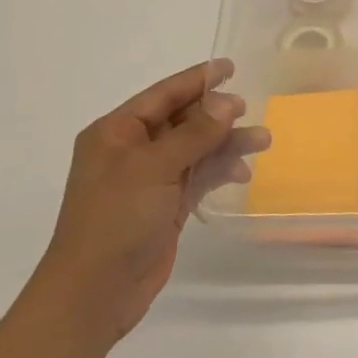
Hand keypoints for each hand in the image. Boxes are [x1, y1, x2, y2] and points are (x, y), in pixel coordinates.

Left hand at [27, 59, 269, 350]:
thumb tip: (226, 102)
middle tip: (248, 110)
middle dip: (217, 115)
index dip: (196, 80)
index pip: (162, 95)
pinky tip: (242, 174)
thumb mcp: (153, 168)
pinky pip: (199, 176)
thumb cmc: (115, 220)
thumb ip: (194, 134)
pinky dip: (220, 171)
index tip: (229, 66)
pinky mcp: (166, 205)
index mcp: (116, 133)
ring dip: (226, 144)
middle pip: (183, 121)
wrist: (95, 291)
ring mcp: (150, 180)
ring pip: (196, 149)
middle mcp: (132, 151)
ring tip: (262, 142)